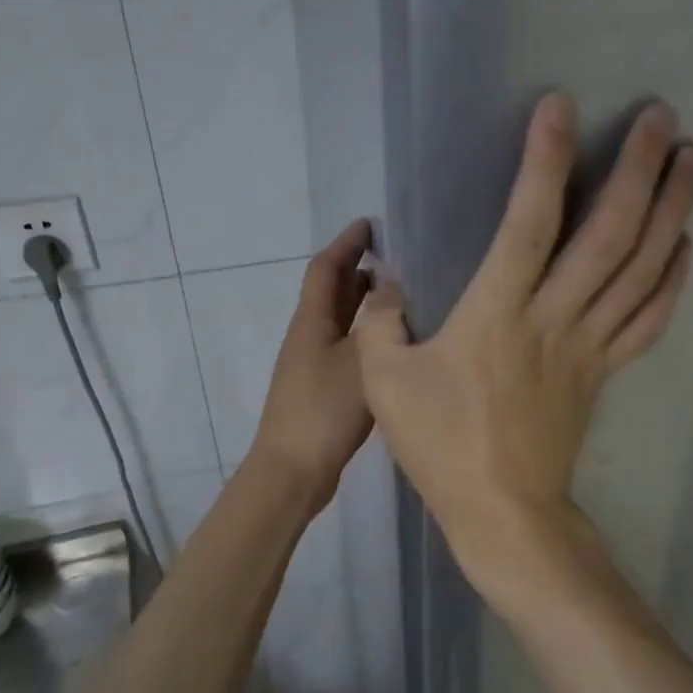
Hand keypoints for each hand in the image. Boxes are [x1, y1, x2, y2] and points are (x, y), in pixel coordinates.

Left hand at [248, 219, 374, 507]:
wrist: (294, 469)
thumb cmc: (325, 410)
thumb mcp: (361, 361)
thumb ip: (378, 322)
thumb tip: (390, 286)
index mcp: (312, 322)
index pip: (326, 268)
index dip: (346, 243)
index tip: (370, 223)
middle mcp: (309, 336)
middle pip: (331, 291)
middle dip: (357, 268)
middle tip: (394, 256)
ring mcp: (313, 364)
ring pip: (339, 320)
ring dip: (363, 301)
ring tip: (398, 292)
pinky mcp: (323, 388)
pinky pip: (346, 345)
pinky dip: (366, 333)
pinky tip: (389, 344)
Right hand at [354, 93, 692, 592]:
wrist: (504, 513)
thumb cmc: (443, 448)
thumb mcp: (385, 384)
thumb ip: (382, 323)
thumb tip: (391, 283)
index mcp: (498, 314)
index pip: (528, 222)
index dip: (544, 161)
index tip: (560, 106)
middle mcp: (556, 318)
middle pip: (609, 235)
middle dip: (639, 170)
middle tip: (662, 117)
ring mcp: (589, 345)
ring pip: (642, 269)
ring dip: (672, 211)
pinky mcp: (605, 371)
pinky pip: (648, 319)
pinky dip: (672, 279)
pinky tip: (685, 244)